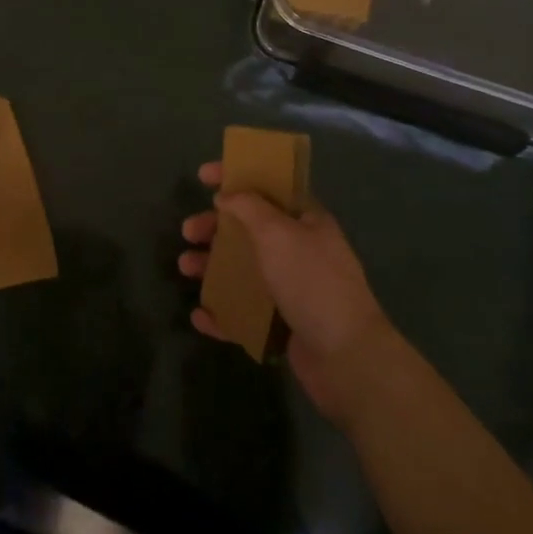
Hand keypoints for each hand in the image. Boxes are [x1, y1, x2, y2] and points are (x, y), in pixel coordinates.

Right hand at [179, 162, 393, 423]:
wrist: (346, 357)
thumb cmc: (311, 282)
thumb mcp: (278, 233)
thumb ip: (249, 208)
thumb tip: (228, 196)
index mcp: (306, 221)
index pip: (268, 187)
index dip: (236, 176)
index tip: (203, 176)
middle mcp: (299, 250)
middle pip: (249, 229)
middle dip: (215, 227)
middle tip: (188, 232)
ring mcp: (292, 289)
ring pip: (244, 270)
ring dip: (212, 266)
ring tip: (186, 269)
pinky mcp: (284, 325)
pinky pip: (246, 312)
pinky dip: (223, 311)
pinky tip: (201, 316)